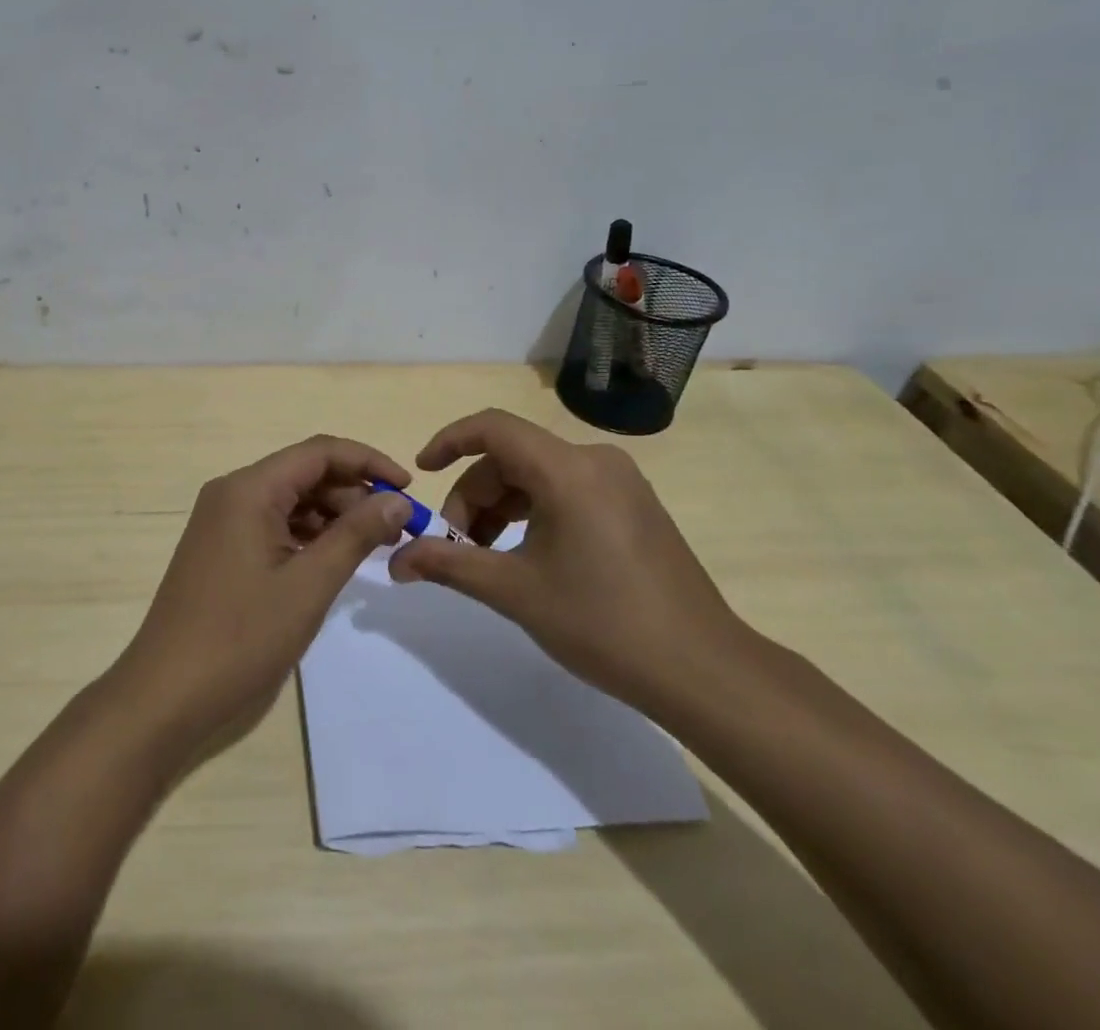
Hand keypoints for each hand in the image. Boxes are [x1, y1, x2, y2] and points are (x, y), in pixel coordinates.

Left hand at [106, 435, 412, 766]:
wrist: (165, 695)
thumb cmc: (240, 637)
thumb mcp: (309, 585)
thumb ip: (356, 535)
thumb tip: (398, 500)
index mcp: (249, 489)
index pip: (319, 452)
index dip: (368, 462)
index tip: (409, 487)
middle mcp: (232, 492)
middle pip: (304, 472)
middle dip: (353, 492)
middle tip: (395, 528)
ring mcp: (222, 520)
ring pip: (290, 499)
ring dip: (332, 515)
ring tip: (371, 546)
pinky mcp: (220, 547)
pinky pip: (272, 523)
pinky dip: (306, 534)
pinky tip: (331, 560)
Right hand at [387, 408, 751, 714]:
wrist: (703, 671)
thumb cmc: (602, 623)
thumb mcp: (514, 591)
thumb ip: (449, 565)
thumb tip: (396, 560)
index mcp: (568, 469)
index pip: (493, 428)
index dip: (449, 442)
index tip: (420, 474)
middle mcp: (595, 461)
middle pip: (512, 458)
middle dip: (474, 498)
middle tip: (456, 549)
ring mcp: (620, 482)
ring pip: (538, 476)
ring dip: (501, 509)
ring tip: (486, 560)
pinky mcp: (633, 506)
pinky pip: (566, 491)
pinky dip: (533, 514)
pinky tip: (526, 557)